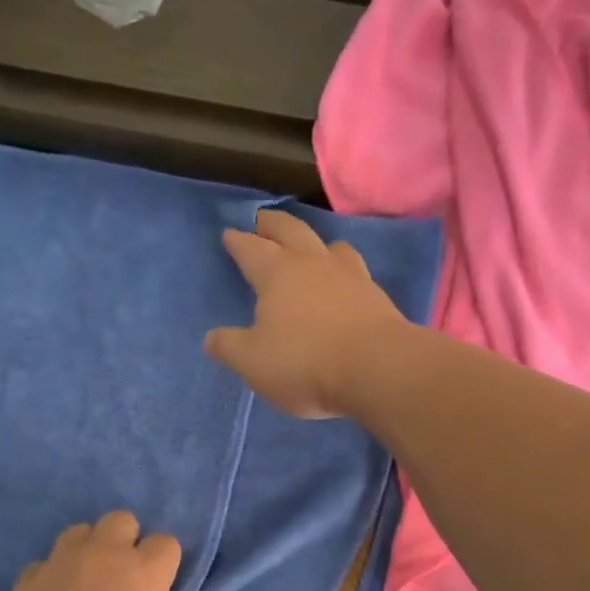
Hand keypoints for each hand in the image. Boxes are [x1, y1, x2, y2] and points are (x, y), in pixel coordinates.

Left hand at [0, 512, 200, 590]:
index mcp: (145, 573)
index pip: (166, 543)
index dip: (166, 564)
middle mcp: (104, 555)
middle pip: (121, 520)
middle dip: (128, 541)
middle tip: (124, 578)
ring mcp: (61, 563)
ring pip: (80, 532)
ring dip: (89, 550)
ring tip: (87, 583)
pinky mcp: (27, 580)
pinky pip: (46, 563)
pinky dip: (54, 576)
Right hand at [204, 208, 407, 418]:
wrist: (378, 369)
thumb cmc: (305, 362)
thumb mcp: (252, 362)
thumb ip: (229, 346)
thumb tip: (211, 337)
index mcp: (277, 273)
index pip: (251, 249)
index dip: (238, 241)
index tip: (229, 234)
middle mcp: (313, 264)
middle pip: (291, 231)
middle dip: (273, 224)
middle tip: (262, 221)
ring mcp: (349, 276)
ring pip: (330, 246)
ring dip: (314, 242)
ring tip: (308, 248)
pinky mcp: (376, 296)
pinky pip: (354, 270)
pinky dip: (341, 269)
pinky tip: (341, 281)